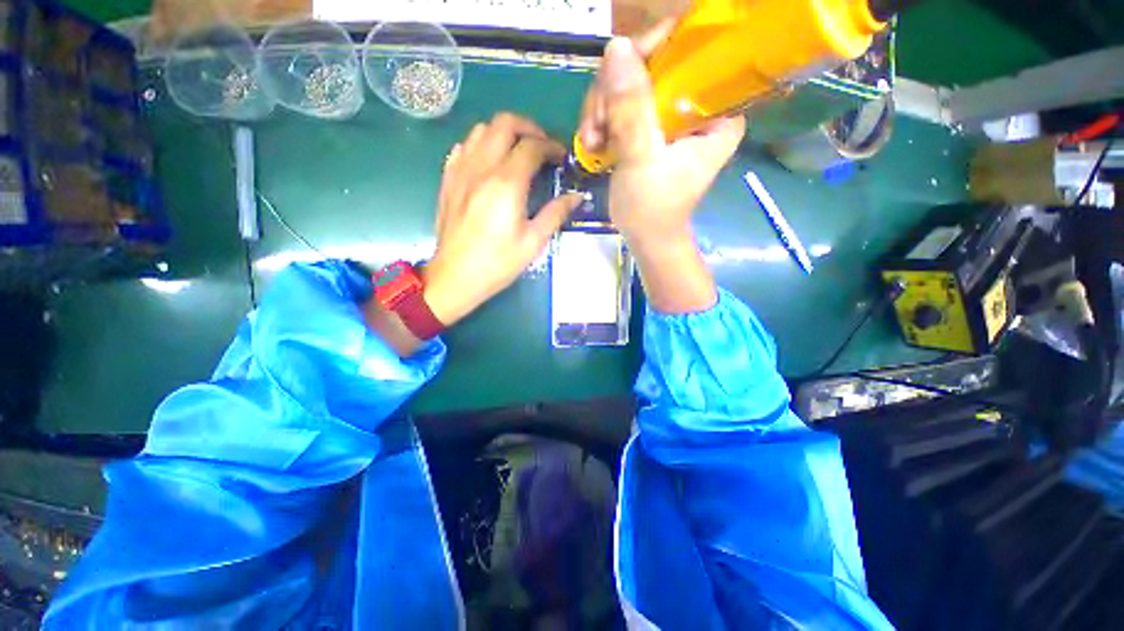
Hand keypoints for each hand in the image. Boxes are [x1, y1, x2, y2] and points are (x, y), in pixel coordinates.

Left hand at [422, 113, 582, 326]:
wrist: (454, 277)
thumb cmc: (497, 264)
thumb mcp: (533, 243)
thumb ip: (555, 214)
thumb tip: (576, 196)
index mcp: (506, 184)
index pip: (531, 145)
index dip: (551, 146)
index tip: (561, 158)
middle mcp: (481, 168)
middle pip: (504, 123)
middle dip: (528, 127)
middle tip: (542, 147)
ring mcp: (460, 171)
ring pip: (481, 129)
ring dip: (504, 133)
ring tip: (518, 153)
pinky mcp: (448, 180)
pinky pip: (464, 146)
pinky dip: (481, 145)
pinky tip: (490, 164)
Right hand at [577, 35, 743, 313]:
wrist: (646, 238)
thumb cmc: (652, 209)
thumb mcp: (641, 159)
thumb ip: (631, 109)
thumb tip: (617, 47)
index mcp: (715, 111)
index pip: (693, 52)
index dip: (654, 49)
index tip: (621, 70)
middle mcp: (697, 106)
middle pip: (654, 65)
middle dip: (617, 91)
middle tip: (598, 125)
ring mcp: (671, 117)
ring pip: (632, 84)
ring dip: (603, 109)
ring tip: (593, 141)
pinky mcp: (651, 128)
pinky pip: (623, 105)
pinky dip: (603, 120)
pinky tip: (594, 143)